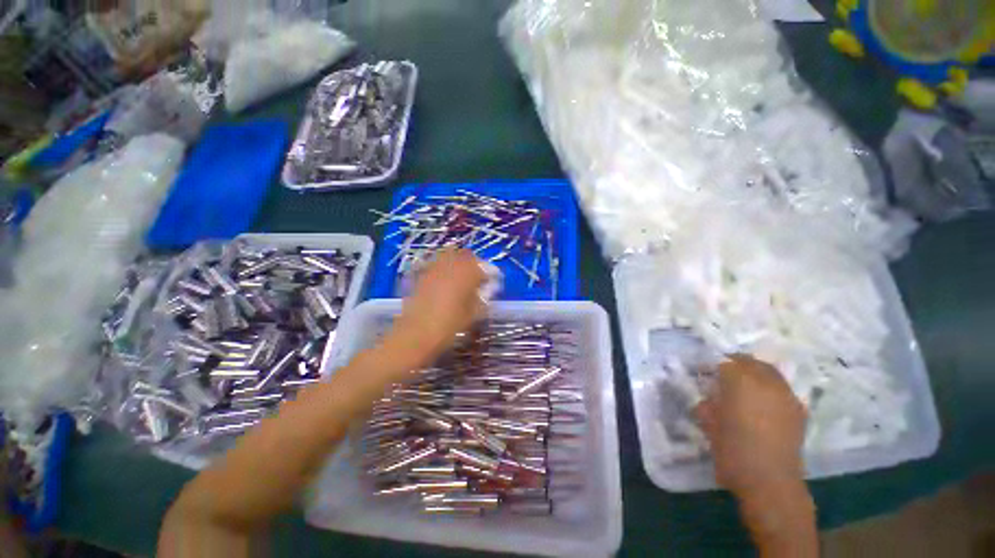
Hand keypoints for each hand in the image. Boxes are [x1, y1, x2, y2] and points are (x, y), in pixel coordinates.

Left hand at [387, 249, 487, 365]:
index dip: (490, 273)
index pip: (484, 266)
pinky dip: (443, 268)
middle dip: (474, 264)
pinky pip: (436, 264)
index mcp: (467, 273)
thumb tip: (486, 289)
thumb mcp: (474, 313)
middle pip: (466, 255)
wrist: (416, 333)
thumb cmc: (450, 325)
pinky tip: (444, 282)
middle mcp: (451, 264)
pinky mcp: (421, 274)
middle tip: (477, 277)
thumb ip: (483, 297)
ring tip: (461, 277)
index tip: (492, 281)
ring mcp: (434, 267)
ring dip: (458, 263)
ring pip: (449, 256)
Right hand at [695, 355, 806, 500]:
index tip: (703, 374)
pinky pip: (782, 390)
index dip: (712, 366)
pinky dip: (771, 390)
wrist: (770, 481)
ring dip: (755, 374)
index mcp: (740, 381)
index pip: (724, 362)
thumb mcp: (708, 423)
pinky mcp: (798, 411)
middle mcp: (766, 382)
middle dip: (736, 364)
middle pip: (751, 362)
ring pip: (770, 373)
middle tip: (723, 375)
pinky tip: (763, 404)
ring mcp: (786, 396)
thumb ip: (707, 403)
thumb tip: (707, 397)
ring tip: (744, 388)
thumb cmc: (732, 448)